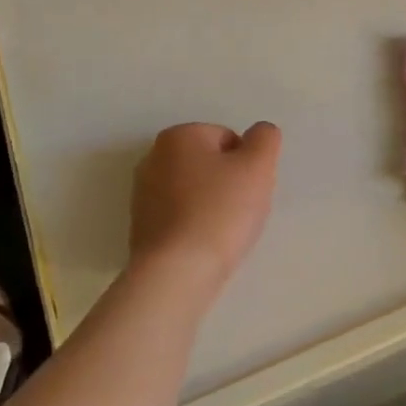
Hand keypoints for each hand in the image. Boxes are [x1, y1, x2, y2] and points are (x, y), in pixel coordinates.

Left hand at [129, 121, 282, 295]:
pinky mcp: (141, 227)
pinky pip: (180, 216)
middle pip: (209, 164)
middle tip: (241, 210)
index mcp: (178, 136)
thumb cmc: (220, 211)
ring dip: (212, 205)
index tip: (250, 190)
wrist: (177, 273)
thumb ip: (264, 139)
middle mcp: (153, 158)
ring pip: (195, 191)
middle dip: (228, 183)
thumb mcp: (257, 166)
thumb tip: (260, 132)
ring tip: (223, 231)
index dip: (247, 164)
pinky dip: (195, 226)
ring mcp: (143, 194)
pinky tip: (204, 245)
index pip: (229, 138)